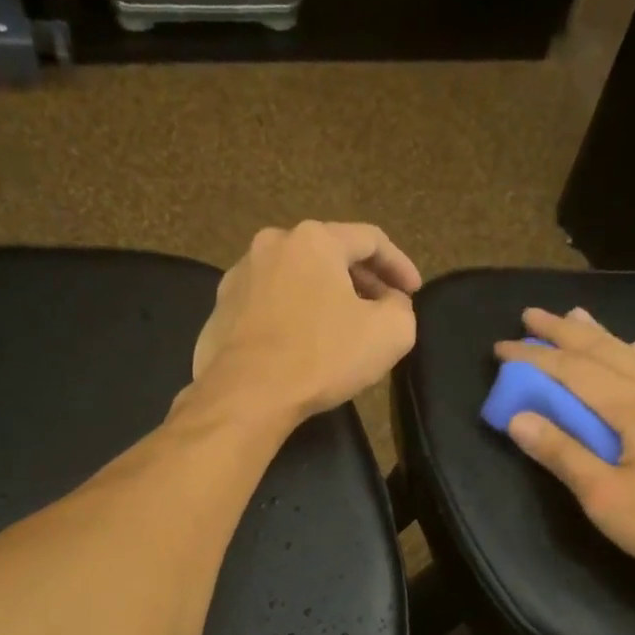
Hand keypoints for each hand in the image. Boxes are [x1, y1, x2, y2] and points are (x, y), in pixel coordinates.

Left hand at [190, 221, 422, 420]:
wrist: (246, 395)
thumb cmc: (321, 357)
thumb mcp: (389, 334)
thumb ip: (402, 308)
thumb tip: (390, 302)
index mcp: (314, 239)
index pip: (370, 240)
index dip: (400, 265)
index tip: (413, 292)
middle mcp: (272, 245)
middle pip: (329, 254)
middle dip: (361, 280)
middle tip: (382, 308)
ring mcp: (239, 276)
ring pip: (296, 278)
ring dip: (324, 296)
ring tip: (342, 326)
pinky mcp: (220, 310)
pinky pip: (269, 304)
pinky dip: (293, 315)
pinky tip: (302, 343)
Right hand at [495, 308, 634, 600]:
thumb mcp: (606, 498)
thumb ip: (562, 454)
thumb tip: (518, 418)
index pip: (574, 371)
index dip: (535, 358)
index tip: (501, 347)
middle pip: (606, 351)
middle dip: (564, 332)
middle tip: (530, 314)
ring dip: (600, 336)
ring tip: (575, 316)